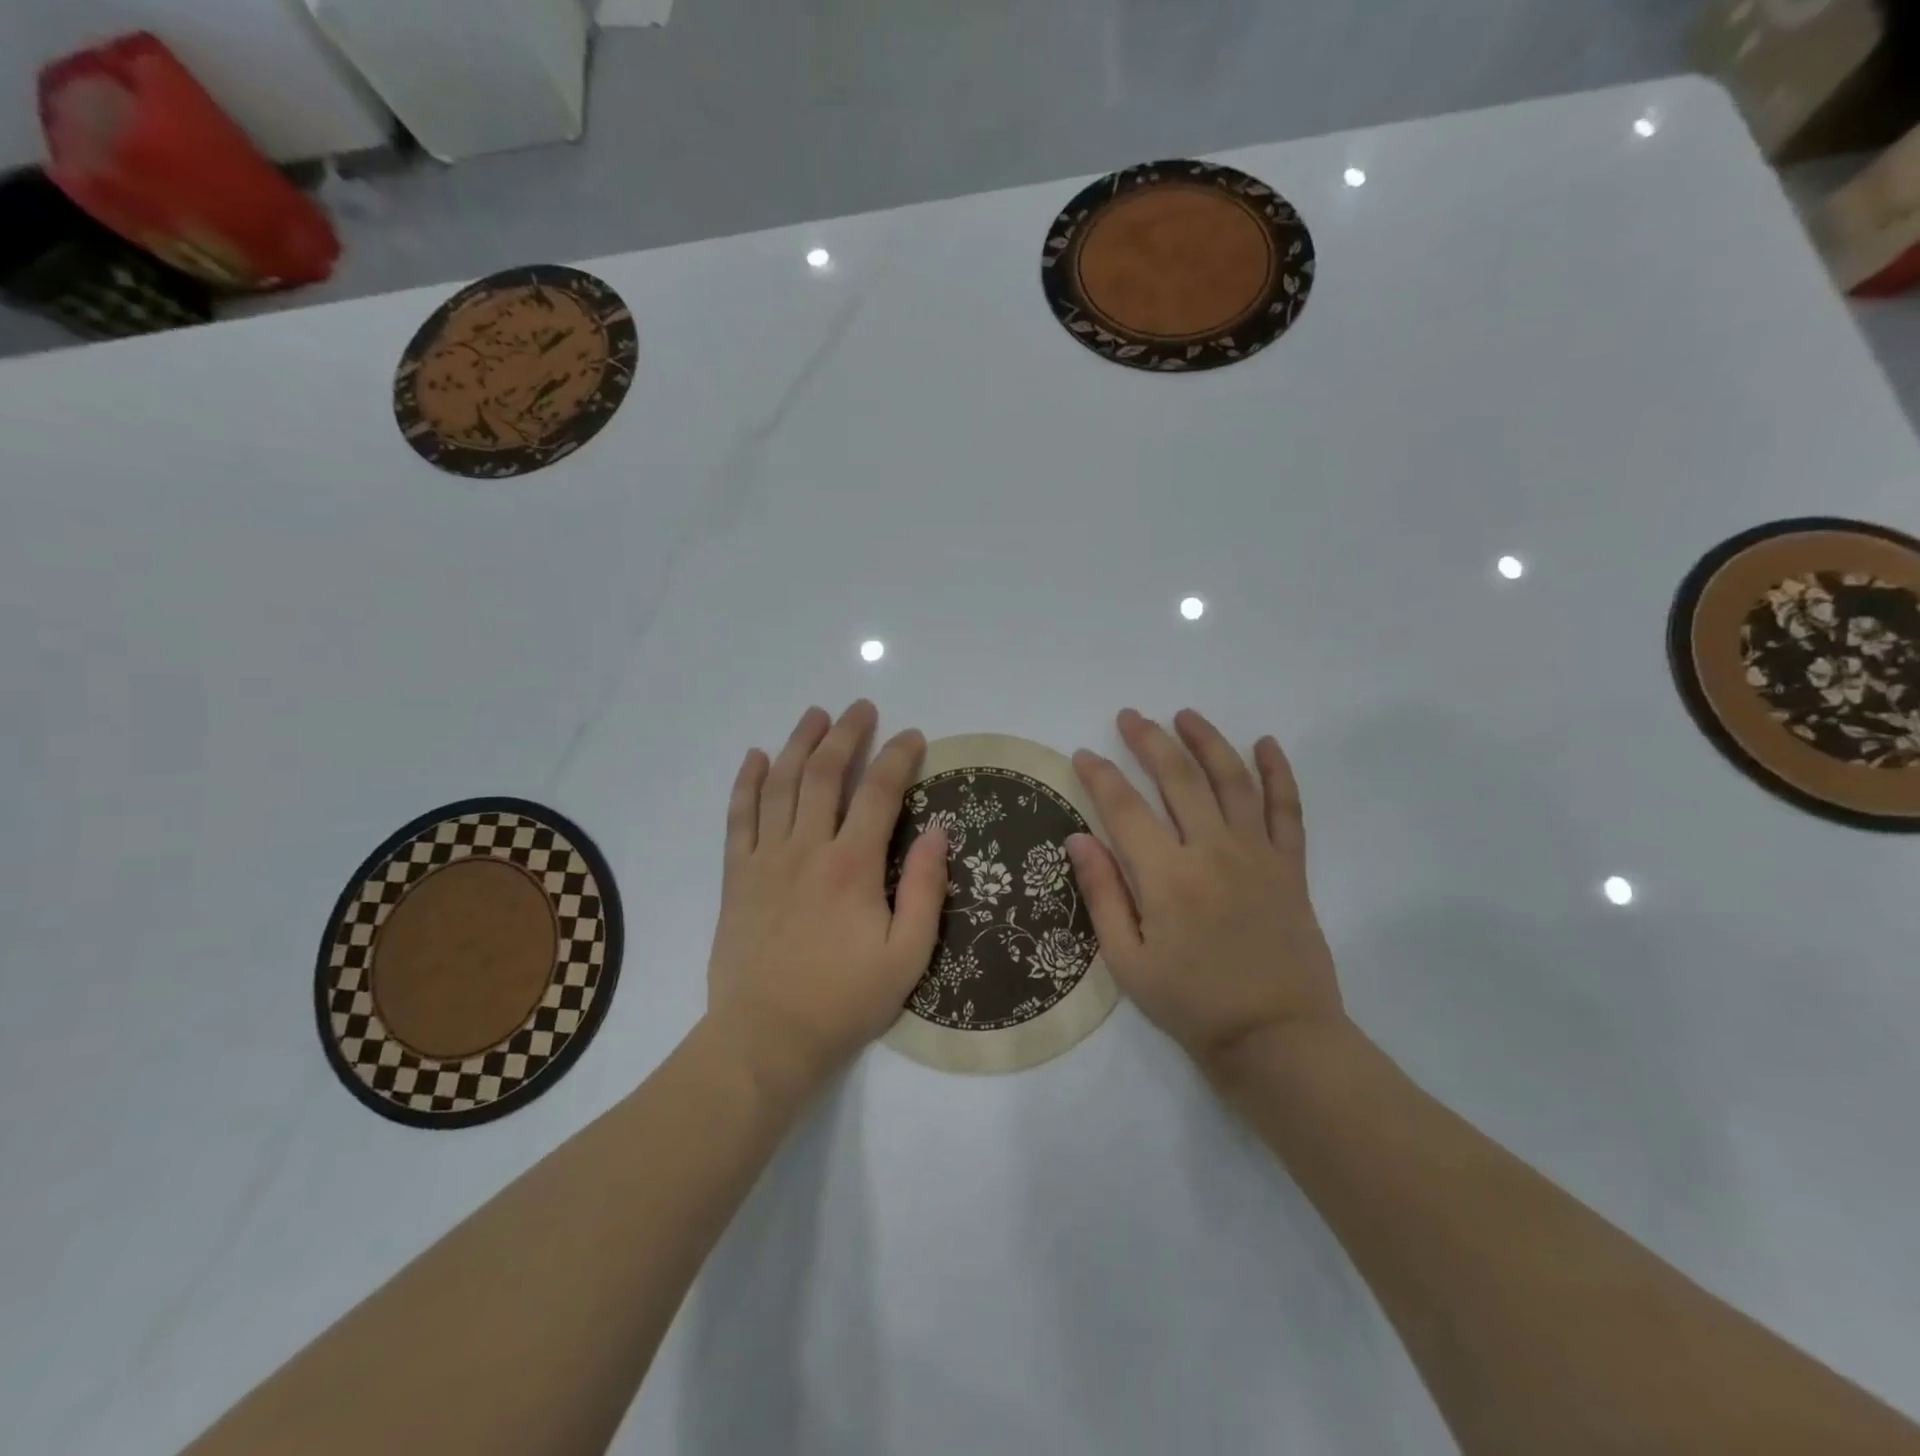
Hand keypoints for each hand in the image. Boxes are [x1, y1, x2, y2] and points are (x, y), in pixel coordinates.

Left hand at [705, 700, 948, 1096]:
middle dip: (847, 734)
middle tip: (861, 708)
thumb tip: (938, 832)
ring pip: (782, 784)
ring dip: (800, 743)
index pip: (879, 792)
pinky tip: (757, 757)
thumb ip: (923, 890)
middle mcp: (807, 848)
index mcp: (852, 866)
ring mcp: (766, 858)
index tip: (913, 737)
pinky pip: (739, 817)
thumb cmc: (844, 1000)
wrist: (766, 1038)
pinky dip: (748, 782)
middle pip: (826, 774)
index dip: (899, 757)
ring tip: (815, 714)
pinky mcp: (737, 876)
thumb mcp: (907, 956)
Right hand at [1068, 708, 1343, 1068]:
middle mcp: (1212, 851)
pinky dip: (1278, 772)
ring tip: (1185, 715)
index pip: (1125, 808)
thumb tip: (1077, 838)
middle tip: (1130, 716)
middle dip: (1149, 741)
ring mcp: (1257, 854)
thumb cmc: (1192, 1004)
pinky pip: (1287, 808)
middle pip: (1178, 778)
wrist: (1277, 1037)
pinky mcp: (1290, 866)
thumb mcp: (1127, 961)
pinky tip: (1266, 744)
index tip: (1083, 753)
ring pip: (1232, 780)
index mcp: (1166, 876)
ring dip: (1207, 741)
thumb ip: (1102, 894)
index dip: (1100, 775)